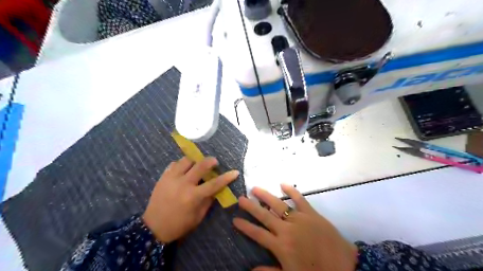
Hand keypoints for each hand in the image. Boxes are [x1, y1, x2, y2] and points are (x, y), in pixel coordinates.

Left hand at [142, 156, 238, 243]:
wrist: (153, 227)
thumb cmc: (179, 225)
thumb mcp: (198, 216)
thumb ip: (208, 201)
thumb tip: (217, 189)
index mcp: (193, 196)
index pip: (214, 184)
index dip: (226, 177)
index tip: (235, 172)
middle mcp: (183, 184)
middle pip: (200, 166)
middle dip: (210, 161)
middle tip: (214, 162)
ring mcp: (171, 178)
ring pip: (186, 160)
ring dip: (194, 161)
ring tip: (197, 165)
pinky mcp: (163, 177)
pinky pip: (174, 164)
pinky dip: (181, 165)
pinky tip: (183, 170)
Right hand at [232, 184, 355, 270]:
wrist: (344, 267)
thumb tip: (250, 270)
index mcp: (280, 246)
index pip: (257, 234)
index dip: (245, 226)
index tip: (234, 219)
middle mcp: (286, 230)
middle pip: (264, 216)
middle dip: (251, 207)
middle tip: (240, 198)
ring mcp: (299, 219)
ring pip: (278, 205)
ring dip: (265, 196)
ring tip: (255, 188)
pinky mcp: (311, 213)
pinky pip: (300, 199)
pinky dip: (292, 191)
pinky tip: (283, 184)